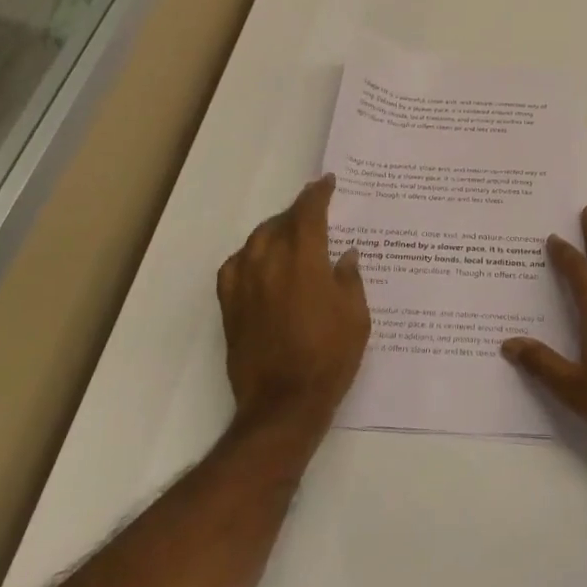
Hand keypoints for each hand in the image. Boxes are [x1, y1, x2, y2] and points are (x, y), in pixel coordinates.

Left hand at [217, 175, 369, 441]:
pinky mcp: (230, 307)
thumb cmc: (329, 358)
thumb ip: (349, 279)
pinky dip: (248, 256)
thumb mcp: (357, 317)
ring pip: (255, 241)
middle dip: (297, 211)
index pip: (308, 213)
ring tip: (288, 233)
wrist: (283, 404)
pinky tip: (258, 262)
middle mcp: (270, 265)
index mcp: (304, 262)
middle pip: (280, 223)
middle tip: (313, 210)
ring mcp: (245, 285)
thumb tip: (345, 255)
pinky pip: (234, 267)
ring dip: (273, 230)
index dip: (318, 194)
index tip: (327, 183)